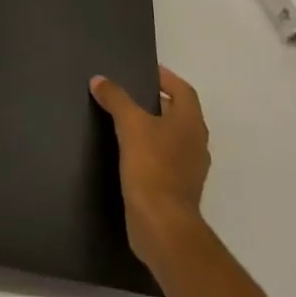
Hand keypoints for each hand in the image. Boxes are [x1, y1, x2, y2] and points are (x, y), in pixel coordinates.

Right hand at [90, 65, 210, 267]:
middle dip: (156, 102)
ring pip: (171, 138)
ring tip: (123, 120)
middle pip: (178, 113)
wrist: (162, 225)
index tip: (143, 71)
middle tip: (127, 93)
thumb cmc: (152, 167)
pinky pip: (164, 160)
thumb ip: (115, 98)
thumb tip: (99, 79)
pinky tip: (126, 152)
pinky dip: (149, 150)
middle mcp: (196, 144)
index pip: (183, 91)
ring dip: (152, 127)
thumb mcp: (130, 124)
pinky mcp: (176, 190)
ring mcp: (189, 170)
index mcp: (191, 124)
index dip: (166, 78)